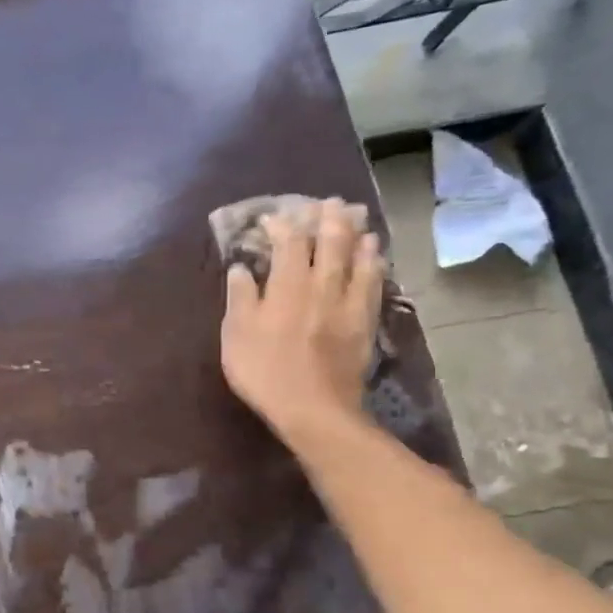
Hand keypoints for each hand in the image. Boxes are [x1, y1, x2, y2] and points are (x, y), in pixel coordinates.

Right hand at [220, 198, 384, 444]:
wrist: (314, 409)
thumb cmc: (264, 371)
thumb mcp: (237, 335)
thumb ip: (240, 297)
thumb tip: (240, 267)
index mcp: (287, 286)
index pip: (289, 243)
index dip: (282, 225)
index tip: (273, 217)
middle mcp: (322, 286)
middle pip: (331, 243)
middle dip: (330, 219)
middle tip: (330, 202)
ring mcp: (348, 304)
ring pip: (358, 260)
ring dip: (358, 236)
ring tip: (359, 220)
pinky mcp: (365, 323)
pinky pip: (374, 285)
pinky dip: (375, 265)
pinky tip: (376, 258)